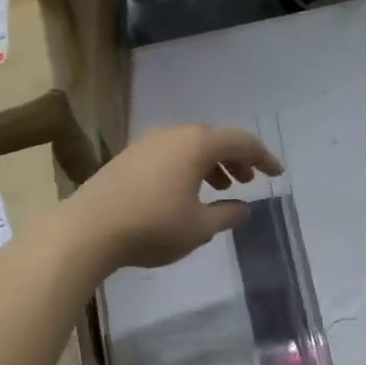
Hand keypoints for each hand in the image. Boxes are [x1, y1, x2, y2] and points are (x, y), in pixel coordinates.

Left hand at [68, 125, 282, 269]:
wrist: (88, 229)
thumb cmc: (153, 227)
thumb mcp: (200, 228)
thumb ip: (227, 215)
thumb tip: (242, 207)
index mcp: (197, 145)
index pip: (241, 142)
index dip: (263, 157)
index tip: (277, 173)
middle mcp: (173, 135)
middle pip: (214, 139)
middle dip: (235, 159)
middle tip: (247, 182)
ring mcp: (147, 143)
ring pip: (190, 146)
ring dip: (211, 164)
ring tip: (221, 189)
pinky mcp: (129, 157)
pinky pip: (171, 154)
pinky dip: (188, 167)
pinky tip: (186, 192)